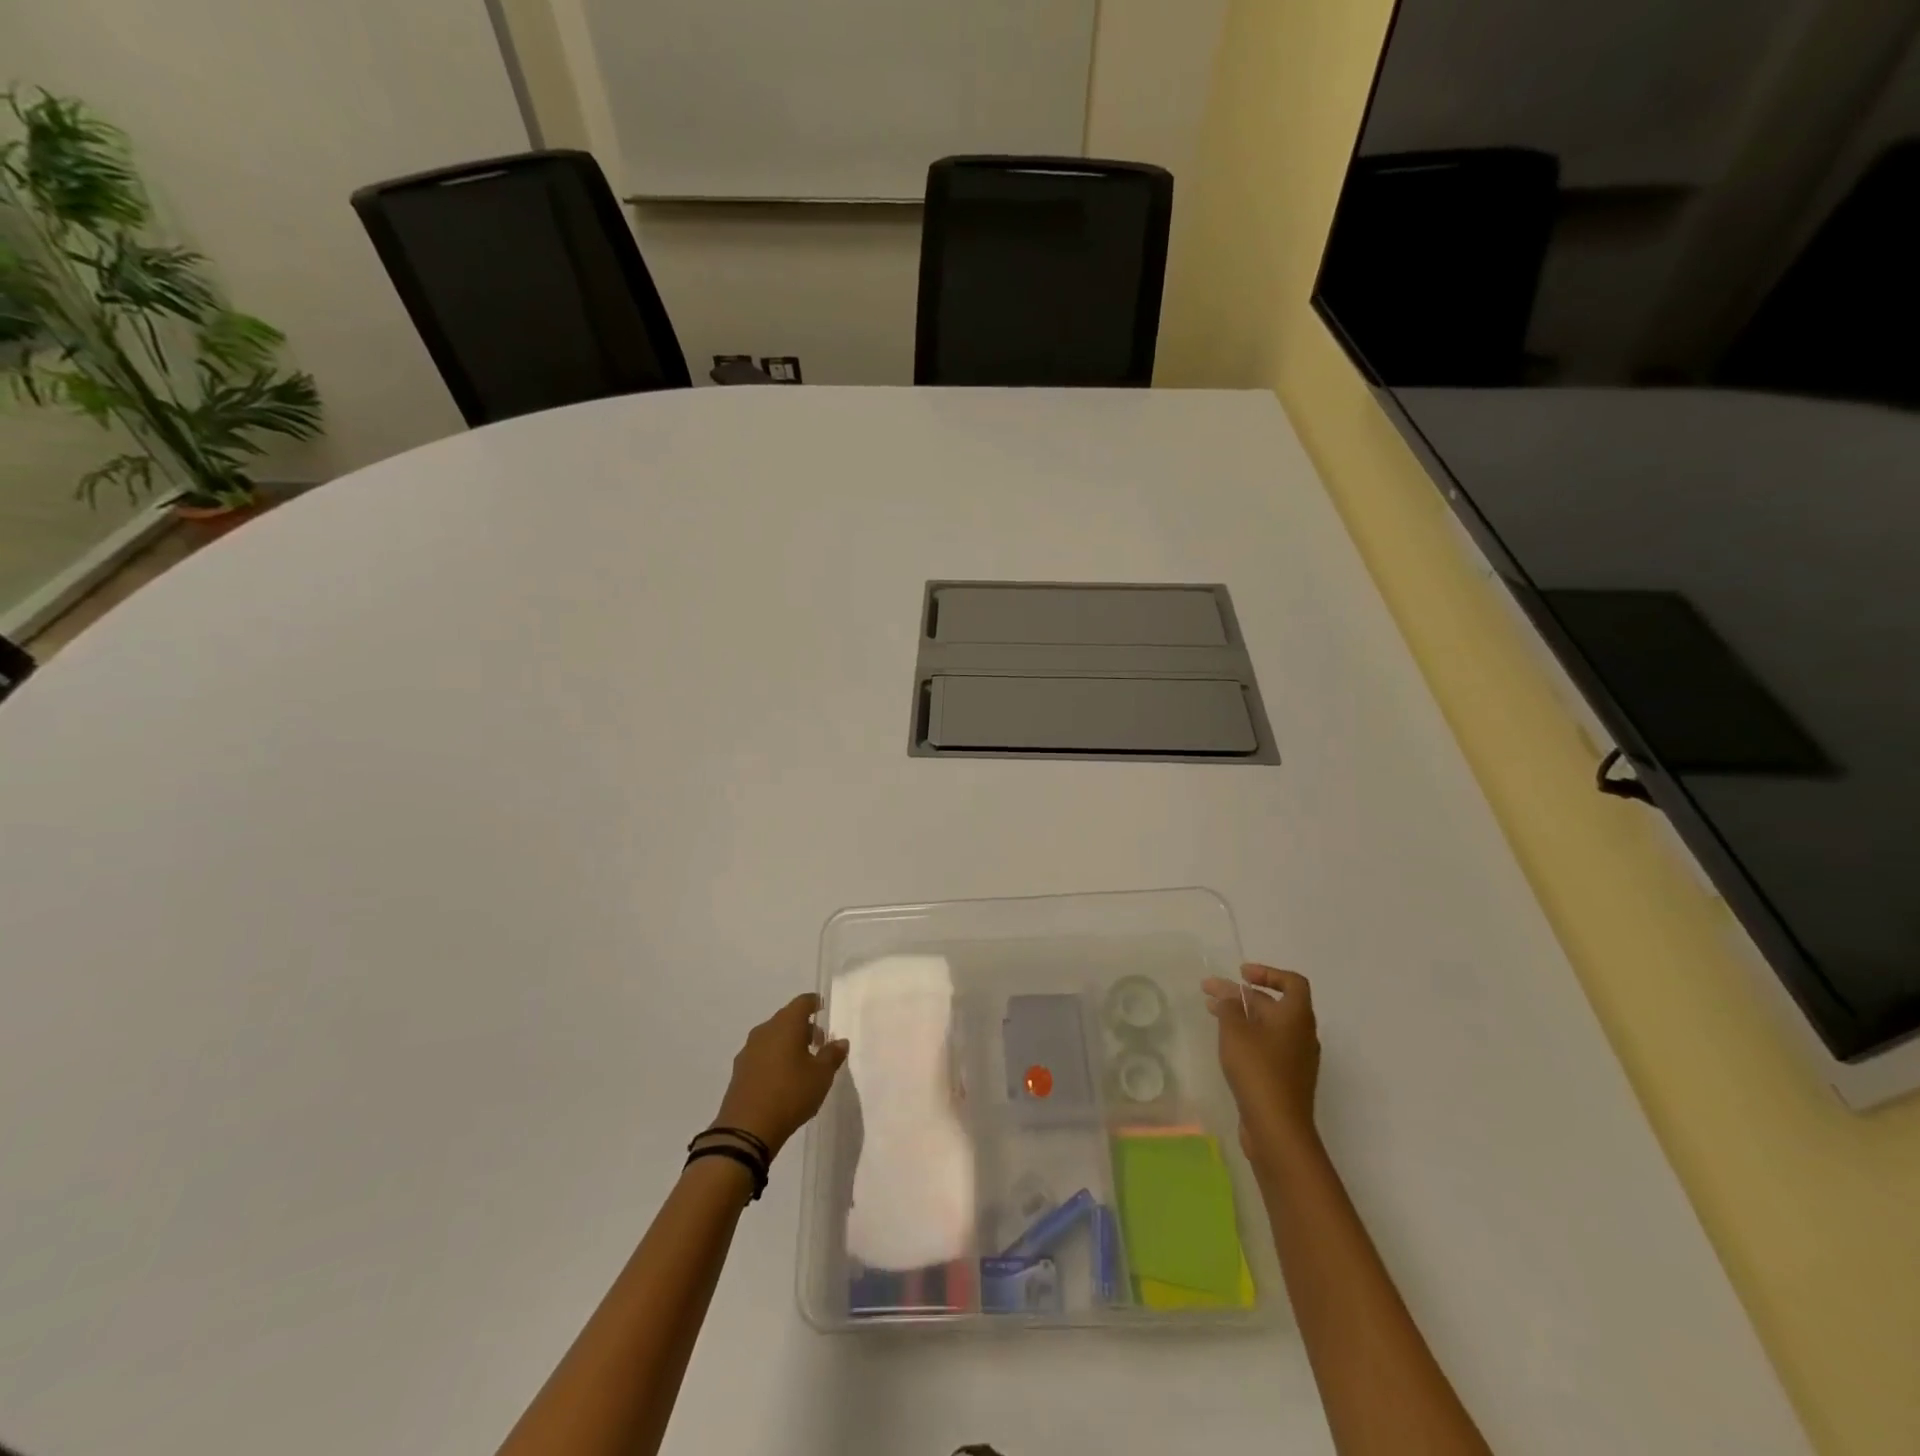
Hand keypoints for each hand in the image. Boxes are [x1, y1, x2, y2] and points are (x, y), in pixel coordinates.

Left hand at [711, 994, 848, 1158]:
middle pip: (787, 1018)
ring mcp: (749, 1050)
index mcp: (786, 1025)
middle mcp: (765, 1031)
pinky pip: (762, 1054)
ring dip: (788, 1043)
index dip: (815, 1003)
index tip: (824, 1008)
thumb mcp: (821, 1076)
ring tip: (803, 1062)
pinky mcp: (739, 1071)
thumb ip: (832, 1055)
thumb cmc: (790, 1094)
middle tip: (820, 1042)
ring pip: (773, 1036)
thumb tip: (840, 1041)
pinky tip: (783, 1078)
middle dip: (804, 1026)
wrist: (746, 1129)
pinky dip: (774, 1057)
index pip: (802, 1002)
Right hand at [1203, 964, 1320, 1160]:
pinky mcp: (1287, 1079)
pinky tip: (1227, 1043)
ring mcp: (1297, 1059)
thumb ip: (1229, 1005)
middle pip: (1275, 1004)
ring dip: (1242, 1015)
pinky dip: (1248, 1037)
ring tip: (1212, 1013)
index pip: (1292, 982)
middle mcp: (1302, 1034)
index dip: (1268, 973)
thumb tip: (1227, 992)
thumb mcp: (1235, 1030)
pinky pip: (1269, 1046)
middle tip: (1210, 992)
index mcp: (1297, 1017)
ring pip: (1269, 1027)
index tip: (1241, 974)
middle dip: (1242, 995)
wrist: (1278, 1128)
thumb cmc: (1258, 1070)